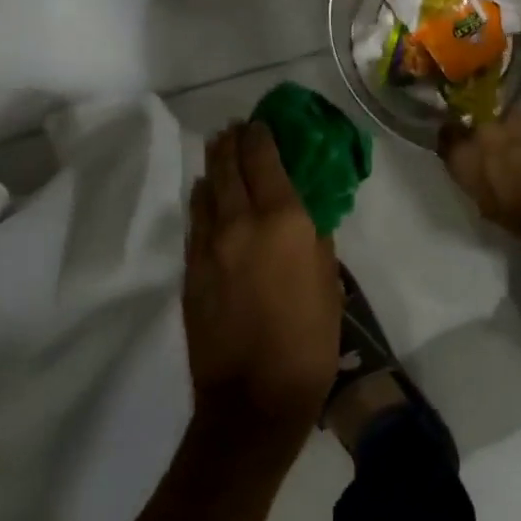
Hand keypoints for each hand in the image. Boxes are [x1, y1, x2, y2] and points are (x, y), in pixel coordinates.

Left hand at [184, 122, 341, 438]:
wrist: (254, 399)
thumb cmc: (308, 339)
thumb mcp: (329, 281)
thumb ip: (315, 239)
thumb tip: (303, 215)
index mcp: (282, 219)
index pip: (264, 159)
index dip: (261, 134)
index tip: (262, 121)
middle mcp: (240, 222)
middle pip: (228, 166)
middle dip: (231, 142)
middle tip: (235, 129)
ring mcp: (209, 246)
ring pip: (205, 191)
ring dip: (212, 166)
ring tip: (218, 151)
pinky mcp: (191, 271)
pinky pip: (195, 221)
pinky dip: (202, 201)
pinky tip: (205, 197)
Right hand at [439, 112, 520, 247]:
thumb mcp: (489, 207)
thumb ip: (474, 179)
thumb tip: (471, 164)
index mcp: (467, 158)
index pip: (447, 137)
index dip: (455, 142)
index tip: (464, 150)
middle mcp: (485, 131)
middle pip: (481, 129)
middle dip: (489, 141)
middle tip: (503, 158)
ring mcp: (517, 119)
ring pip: (509, 122)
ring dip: (515, 134)